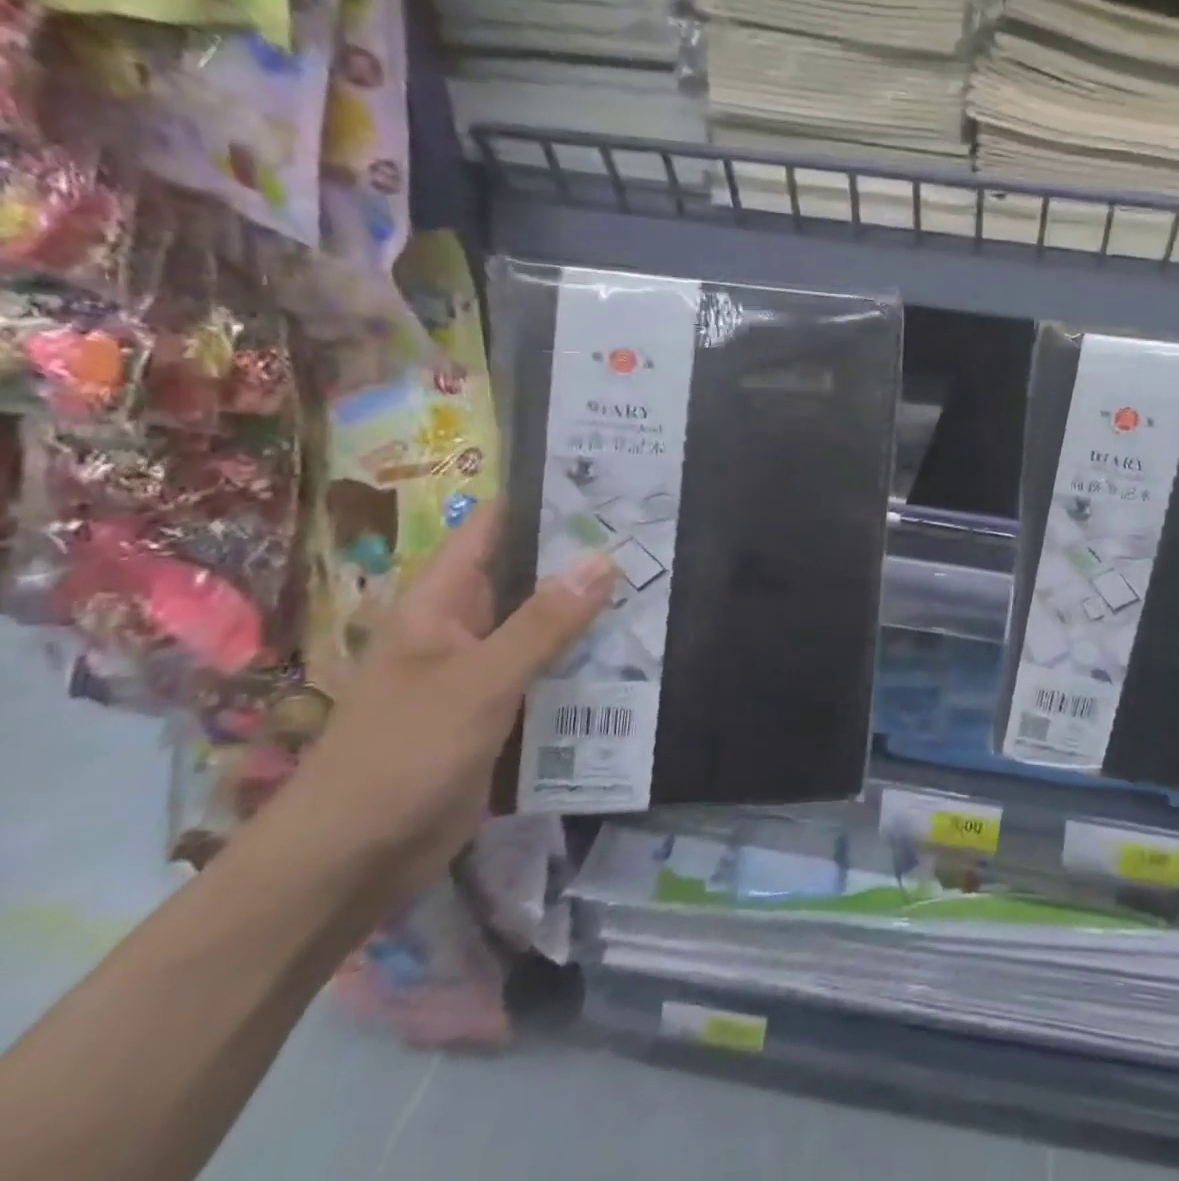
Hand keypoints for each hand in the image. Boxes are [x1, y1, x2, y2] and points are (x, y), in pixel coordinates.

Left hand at [272, 502, 614, 907]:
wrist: (350, 863)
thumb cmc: (403, 755)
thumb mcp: (480, 682)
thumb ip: (544, 622)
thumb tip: (604, 559)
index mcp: (440, 601)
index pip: (494, 527)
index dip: (544, 499)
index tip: (609, 482)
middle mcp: (463, 625)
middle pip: (529, 575)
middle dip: (585, 556)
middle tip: (654, 533)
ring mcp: (482, 670)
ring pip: (546, 625)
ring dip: (592, 611)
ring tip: (662, 582)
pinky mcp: (500, 710)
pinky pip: (549, 672)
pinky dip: (586, 661)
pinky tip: (636, 651)